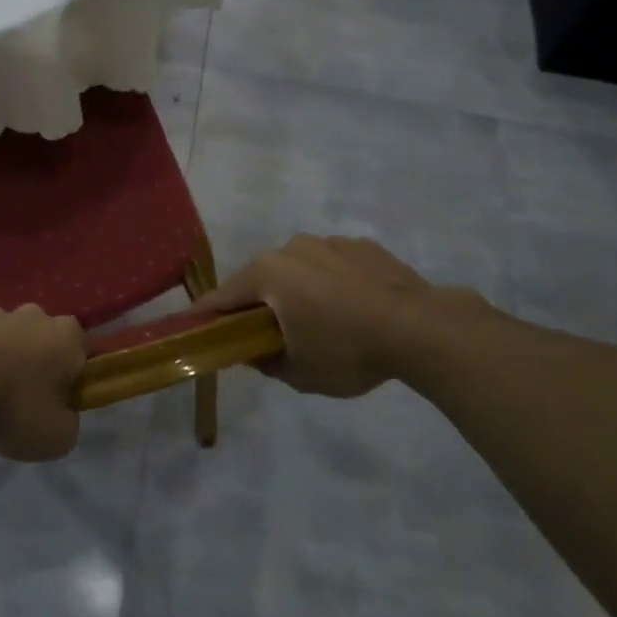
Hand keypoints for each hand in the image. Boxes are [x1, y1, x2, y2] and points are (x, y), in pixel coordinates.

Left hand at [0, 305, 85, 461]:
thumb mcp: (58, 437)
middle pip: (43, 340)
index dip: (73, 379)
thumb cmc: (15, 408)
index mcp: (66, 335)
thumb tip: (60, 415)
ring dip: (3, 360)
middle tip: (25, 402)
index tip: (59, 404)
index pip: (81, 353)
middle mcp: (34, 315)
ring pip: (7, 338)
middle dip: (37, 364)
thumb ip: (68, 424)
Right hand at [194, 234, 487, 397]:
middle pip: (262, 278)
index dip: (207, 315)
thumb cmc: (348, 351)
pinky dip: (334, 284)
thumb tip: (254, 353)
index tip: (194, 327)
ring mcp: (330, 243)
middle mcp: (292, 247)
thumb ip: (266, 362)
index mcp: (268, 273)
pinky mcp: (364, 246)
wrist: (422, 329)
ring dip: (299, 291)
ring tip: (322, 322)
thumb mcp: (299, 373)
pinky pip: (334, 266)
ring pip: (300, 269)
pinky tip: (354, 309)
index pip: (223, 296)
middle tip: (268, 334)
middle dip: (259, 304)